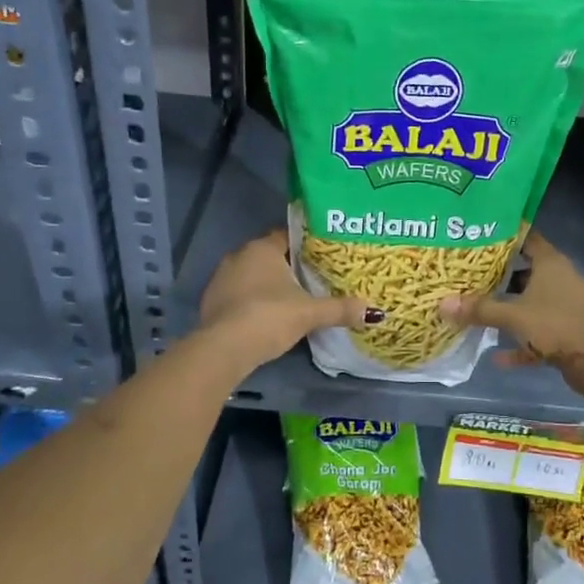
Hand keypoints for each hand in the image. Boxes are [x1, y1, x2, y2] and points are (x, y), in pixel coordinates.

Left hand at [199, 229, 379, 373]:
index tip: (321, 254)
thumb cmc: (270, 317)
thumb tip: (373, 311)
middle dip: (287, 266)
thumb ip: (340, 309)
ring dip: (266, 285)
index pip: (286, 236)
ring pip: (250, 275)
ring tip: (290, 299)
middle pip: (268, 256)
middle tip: (310, 278)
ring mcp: (220, 279)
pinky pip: (237, 294)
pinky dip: (250, 301)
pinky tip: (264, 317)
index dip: (304, 244)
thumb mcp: (310, 313)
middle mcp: (238, 256)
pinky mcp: (210, 302)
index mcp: (262, 248)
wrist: (224, 348)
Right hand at [439, 232, 583, 399]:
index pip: (526, 237)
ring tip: (477, 311)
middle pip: (525, 271)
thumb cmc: (556, 324)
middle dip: (498, 276)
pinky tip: (498, 357)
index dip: (503, 236)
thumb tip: (442, 304)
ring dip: (508, 309)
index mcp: (550, 263)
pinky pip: (537, 333)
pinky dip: (521, 343)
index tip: (477, 236)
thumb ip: (479, 309)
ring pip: (530, 303)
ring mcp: (565, 306)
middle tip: (468, 275)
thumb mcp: (513, 315)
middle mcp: (559, 279)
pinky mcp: (567, 332)